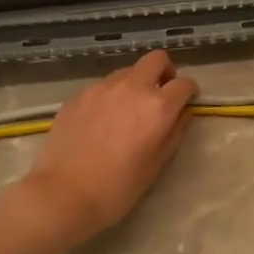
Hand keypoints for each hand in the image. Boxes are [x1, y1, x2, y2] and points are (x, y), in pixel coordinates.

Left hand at [17, 50, 198, 245]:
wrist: (64, 194)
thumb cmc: (118, 187)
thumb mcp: (157, 164)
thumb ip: (175, 132)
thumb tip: (182, 113)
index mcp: (157, 107)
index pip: (184, 83)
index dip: (189, 90)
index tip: (186, 100)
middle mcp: (132, 88)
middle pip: (156, 59)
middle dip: (165, 72)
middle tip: (161, 94)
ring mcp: (101, 88)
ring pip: (127, 71)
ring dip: (135, 83)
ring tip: (127, 111)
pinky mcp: (78, 95)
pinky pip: (102, 86)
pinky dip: (110, 96)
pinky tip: (101, 121)